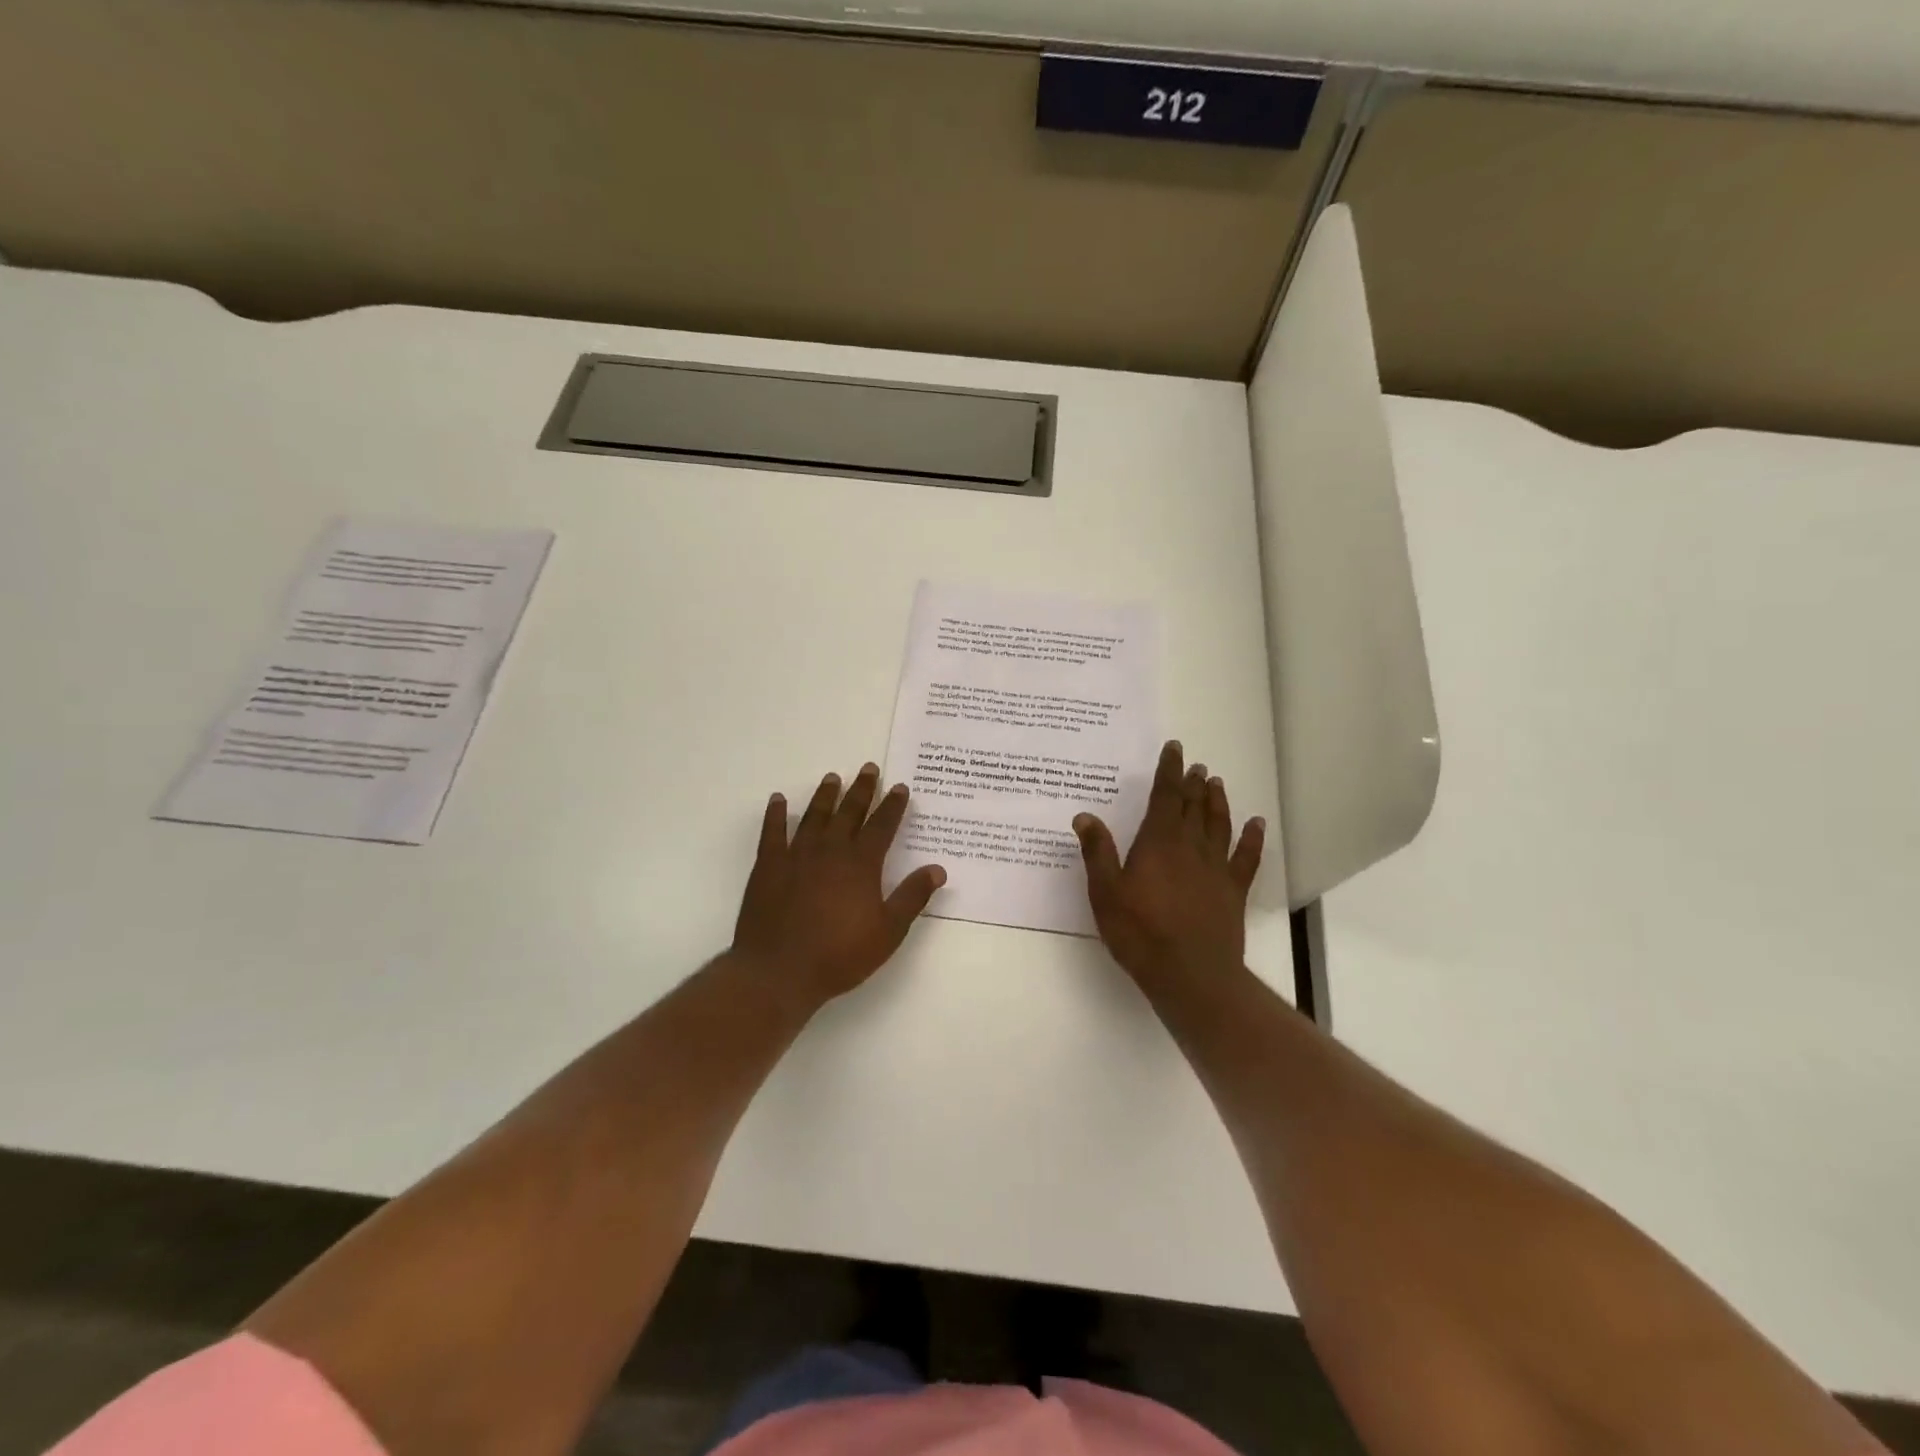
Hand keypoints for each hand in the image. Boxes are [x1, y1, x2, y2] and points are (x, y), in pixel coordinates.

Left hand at [730, 763, 946, 1012]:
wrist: (779, 971)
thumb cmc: (839, 955)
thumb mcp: (888, 932)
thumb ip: (912, 897)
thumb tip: (938, 869)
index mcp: (861, 864)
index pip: (882, 826)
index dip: (892, 806)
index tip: (900, 787)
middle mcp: (830, 850)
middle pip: (849, 812)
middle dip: (862, 789)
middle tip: (868, 768)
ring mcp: (796, 855)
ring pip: (814, 816)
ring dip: (825, 796)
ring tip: (833, 778)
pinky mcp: (768, 866)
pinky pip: (772, 832)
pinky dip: (776, 815)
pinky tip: (778, 800)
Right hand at [1074, 740, 1264, 986]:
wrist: (1190, 973)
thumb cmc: (1140, 932)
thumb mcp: (1105, 892)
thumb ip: (1097, 852)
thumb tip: (1085, 816)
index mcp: (1158, 842)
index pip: (1166, 796)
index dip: (1169, 771)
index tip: (1175, 749)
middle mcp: (1190, 846)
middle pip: (1193, 806)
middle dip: (1193, 783)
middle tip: (1195, 765)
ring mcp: (1216, 868)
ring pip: (1219, 824)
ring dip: (1217, 801)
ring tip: (1216, 782)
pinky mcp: (1233, 891)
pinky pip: (1246, 857)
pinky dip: (1251, 838)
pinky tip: (1256, 824)